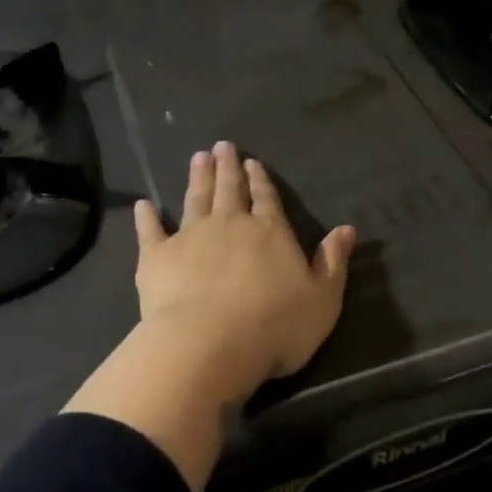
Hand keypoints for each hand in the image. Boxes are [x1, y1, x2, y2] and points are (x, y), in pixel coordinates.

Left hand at [133, 141, 356, 397]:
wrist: (209, 344)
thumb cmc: (274, 326)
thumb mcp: (322, 299)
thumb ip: (332, 262)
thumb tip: (347, 229)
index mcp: (270, 232)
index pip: (267, 198)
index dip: (261, 180)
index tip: (253, 162)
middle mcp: (231, 224)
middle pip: (229, 189)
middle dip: (228, 168)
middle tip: (222, 146)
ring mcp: (191, 236)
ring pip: (195, 199)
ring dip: (197, 178)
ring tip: (198, 157)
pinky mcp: (157, 256)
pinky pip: (151, 230)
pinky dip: (147, 217)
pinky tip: (144, 205)